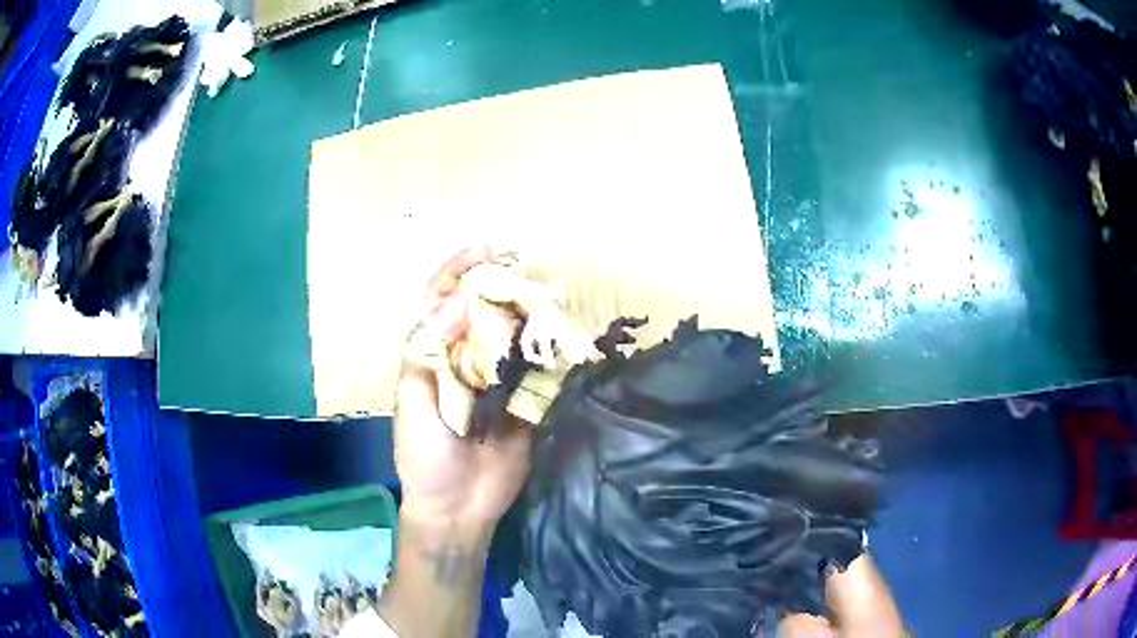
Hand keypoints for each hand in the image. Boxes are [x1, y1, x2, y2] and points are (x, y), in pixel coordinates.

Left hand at [395, 248, 533, 527]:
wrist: (458, 508)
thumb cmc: (424, 457)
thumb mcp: (412, 403)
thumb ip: (428, 355)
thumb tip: (455, 304)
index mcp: (432, 355)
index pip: (442, 302)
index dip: (460, 272)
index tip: (486, 251)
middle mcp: (466, 359)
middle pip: (484, 312)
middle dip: (504, 287)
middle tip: (531, 272)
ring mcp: (498, 380)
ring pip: (514, 337)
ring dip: (531, 315)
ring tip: (553, 297)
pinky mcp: (525, 402)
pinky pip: (539, 372)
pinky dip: (552, 352)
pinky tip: (566, 336)